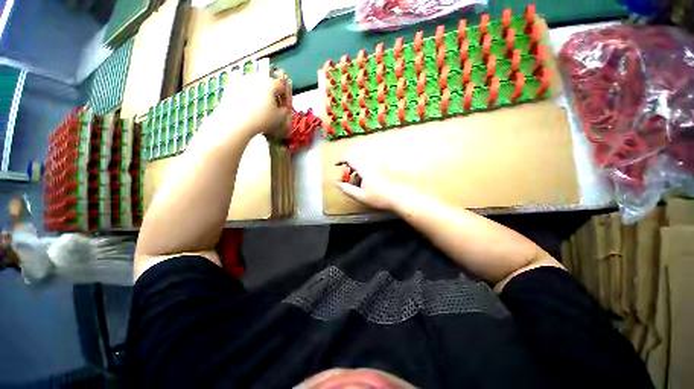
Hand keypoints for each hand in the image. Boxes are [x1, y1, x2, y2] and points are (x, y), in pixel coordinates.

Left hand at [211, 74, 289, 137]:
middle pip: (266, 83)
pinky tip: (246, 107)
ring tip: (257, 107)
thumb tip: (283, 108)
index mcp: (269, 83)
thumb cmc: (261, 119)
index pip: (280, 85)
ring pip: (253, 85)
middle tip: (270, 105)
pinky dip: (245, 96)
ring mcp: (241, 80)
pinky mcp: (230, 86)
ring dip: (257, 93)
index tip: (282, 103)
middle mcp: (255, 78)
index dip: (283, 95)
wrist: (235, 122)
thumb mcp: (279, 118)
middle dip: (269, 93)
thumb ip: (284, 110)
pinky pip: (242, 89)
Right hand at [335, 156, 408, 210]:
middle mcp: (371, 165)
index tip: (336, 165)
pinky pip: (368, 166)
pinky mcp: (381, 170)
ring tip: (356, 181)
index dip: (341, 160)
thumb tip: (337, 183)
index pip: (349, 158)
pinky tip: (365, 183)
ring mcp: (377, 166)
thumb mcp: (360, 196)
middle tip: (347, 176)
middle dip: (348, 166)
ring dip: (356, 169)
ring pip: (362, 163)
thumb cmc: (379, 198)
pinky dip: (362, 171)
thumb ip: (347, 189)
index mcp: (364, 169)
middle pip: (355, 159)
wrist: (398, 198)